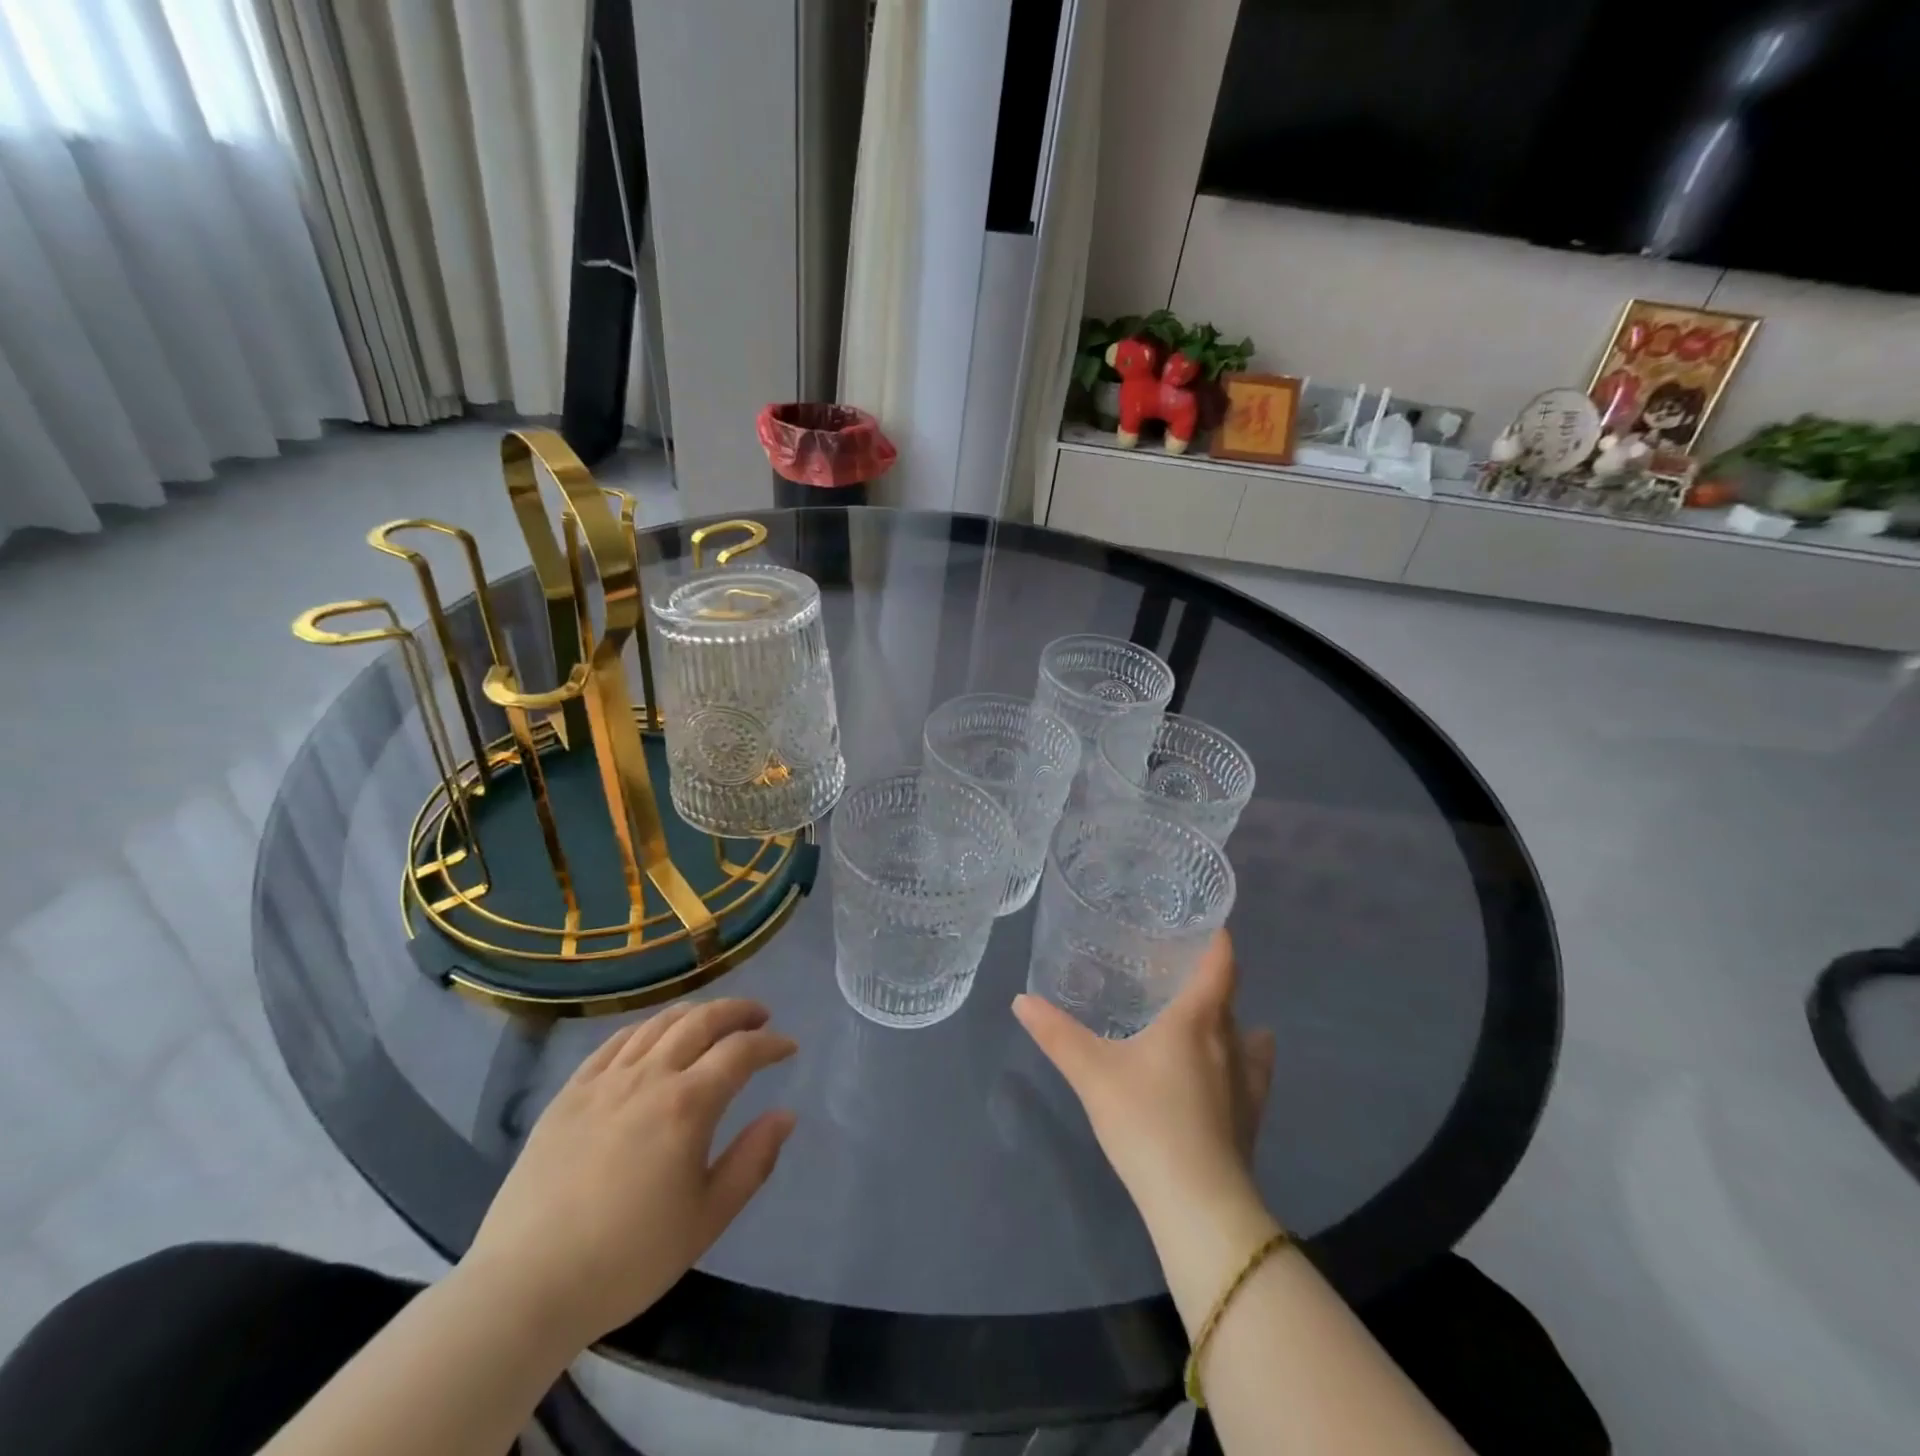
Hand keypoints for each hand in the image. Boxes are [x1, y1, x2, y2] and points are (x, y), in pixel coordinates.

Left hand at [459, 999, 796, 1349]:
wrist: (525, 1288)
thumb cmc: (627, 1259)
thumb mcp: (707, 1219)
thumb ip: (753, 1161)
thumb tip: (786, 1115)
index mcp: (687, 1105)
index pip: (740, 1051)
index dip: (770, 1044)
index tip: (788, 1047)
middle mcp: (648, 1077)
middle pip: (701, 1021)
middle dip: (737, 1012)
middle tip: (759, 1017)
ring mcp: (604, 1081)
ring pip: (658, 1023)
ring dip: (695, 1013)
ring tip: (713, 1020)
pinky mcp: (569, 1093)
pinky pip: (614, 1042)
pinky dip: (646, 1028)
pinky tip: (654, 1037)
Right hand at [1013, 931, 1275, 1223]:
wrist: (1198, 1204)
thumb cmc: (1147, 1121)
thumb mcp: (1091, 1073)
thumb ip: (1057, 1034)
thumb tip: (1021, 999)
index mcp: (1195, 1020)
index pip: (1220, 963)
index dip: (1216, 938)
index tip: (1202, 921)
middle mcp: (1229, 1041)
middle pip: (1227, 995)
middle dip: (1207, 976)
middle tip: (1173, 966)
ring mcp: (1247, 1081)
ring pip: (1244, 1033)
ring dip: (1227, 1018)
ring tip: (1200, 1014)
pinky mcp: (1251, 1117)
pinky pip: (1253, 1071)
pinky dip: (1245, 1058)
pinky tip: (1231, 1067)